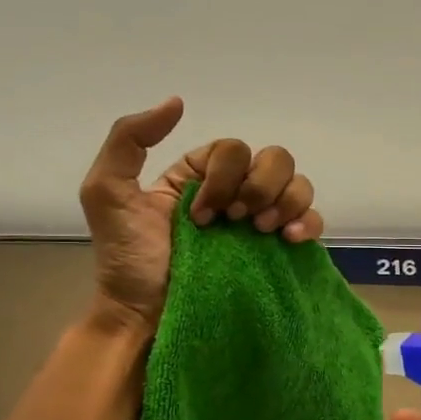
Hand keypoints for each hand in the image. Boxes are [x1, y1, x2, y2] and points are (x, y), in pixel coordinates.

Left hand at [79, 98, 325, 330]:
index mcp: (201, 176)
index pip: (234, 149)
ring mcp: (260, 223)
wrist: (146, 317)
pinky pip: (312, 221)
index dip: (225, 175)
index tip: (202, 214)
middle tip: (237, 221)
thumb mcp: (107, 191)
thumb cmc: (128, 259)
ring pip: (298, 185)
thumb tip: (178, 102)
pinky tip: (290, 239)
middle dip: (260, 186)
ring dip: (285, 202)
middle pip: (275, 159)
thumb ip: (130, 139)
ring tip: (261, 233)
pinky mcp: (278, 252)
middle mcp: (236, 193)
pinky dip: (308, 223)